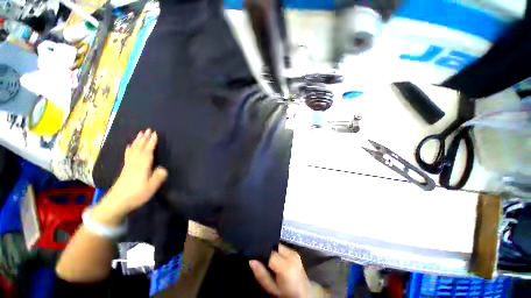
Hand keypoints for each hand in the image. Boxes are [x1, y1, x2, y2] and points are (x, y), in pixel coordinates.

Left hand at [93, 129, 167, 225]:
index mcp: (142, 166)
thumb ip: (158, 177)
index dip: (152, 142)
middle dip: (144, 138)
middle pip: (140, 148)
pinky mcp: (125, 169)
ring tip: (140, 134)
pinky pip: (127, 155)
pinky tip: (128, 146)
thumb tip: (163, 168)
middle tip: (147, 130)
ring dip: (137, 141)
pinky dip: (129, 149)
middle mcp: (135, 163)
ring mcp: (128, 165)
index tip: (155, 134)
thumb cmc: (136, 194)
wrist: (116, 202)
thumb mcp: (151, 187)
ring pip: (133, 150)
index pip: (148, 151)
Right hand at [249, 244, 310, 297]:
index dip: (261, 253)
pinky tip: (274, 258)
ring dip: (271, 251)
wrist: (305, 294)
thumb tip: (251, 260)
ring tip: (267, 259)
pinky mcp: (295, 251)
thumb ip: (261, 274)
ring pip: (277, 245)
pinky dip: (276, 251)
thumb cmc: (286, 294)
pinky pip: (282, 247)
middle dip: (266, 250)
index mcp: (286, 266)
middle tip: (259, 258)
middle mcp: (291, 255)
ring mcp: (294, 252)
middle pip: (273, 246)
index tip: (254, 257)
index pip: (269, 253)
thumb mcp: (272, 288)